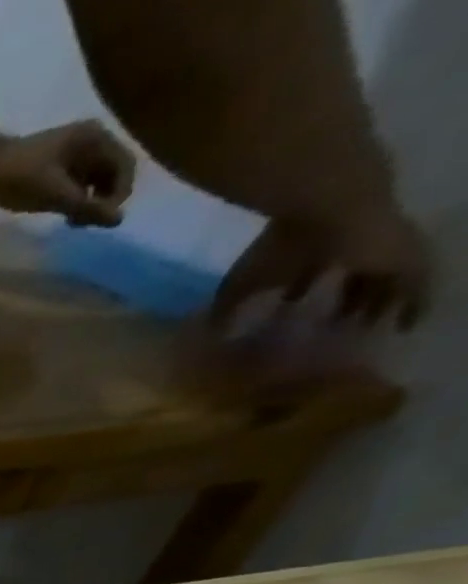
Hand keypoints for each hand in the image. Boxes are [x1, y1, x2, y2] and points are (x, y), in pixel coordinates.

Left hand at [0, 121, 135, 226]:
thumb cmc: (19, 179)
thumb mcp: (55, 195)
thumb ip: (87, 207)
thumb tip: (118, 220)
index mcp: (97, 139)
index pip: (126, 166)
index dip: (118, 195)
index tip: (99, 221)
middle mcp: (91, 141)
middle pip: (112, 174)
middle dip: (103, 200)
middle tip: (82, 224)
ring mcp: (73, 154)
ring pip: (94, 181)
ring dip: (89, 203)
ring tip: (71, 223)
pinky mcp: (56, 167)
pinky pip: (77, 184)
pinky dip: (75, 200)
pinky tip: (63, 216)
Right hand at [212, 209, 430, 329]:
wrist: (332, 207)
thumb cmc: (280, 247)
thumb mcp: (241, 285)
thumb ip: (224, 311)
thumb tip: (207, 336)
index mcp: (311, 253)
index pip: (307, 273)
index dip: (298, 290)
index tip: (289, 310)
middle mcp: (348, 250)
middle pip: (350, 277)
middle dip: (344, 299)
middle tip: (337, 325)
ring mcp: (381, 251)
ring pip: (383, 282)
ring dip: (377, 303)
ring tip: (367, 328)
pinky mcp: (406, 257)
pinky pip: (415, 287)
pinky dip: (411, 306)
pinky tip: (405, 327)